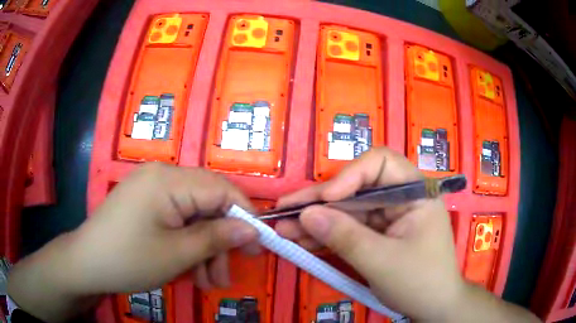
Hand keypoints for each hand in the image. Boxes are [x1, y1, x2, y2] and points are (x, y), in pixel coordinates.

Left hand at [8, 163, 258, 320]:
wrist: (86, 263)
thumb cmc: (128, 259)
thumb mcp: (177, 254)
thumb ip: (217, 238)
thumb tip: (253, 231)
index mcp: (168, 179)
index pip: (222, 189)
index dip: (244, 216)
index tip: (257, 246)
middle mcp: (162, 175)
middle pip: (207, 203)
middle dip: (221, 241)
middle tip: (226, 276)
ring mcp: (152, 188)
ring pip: (194, 215)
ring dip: (205, 248)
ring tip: (208, 282)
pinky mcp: (146, 202)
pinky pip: (177, 218)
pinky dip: (187, 243)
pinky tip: (190, 269)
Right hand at [276, 148, 463, 320]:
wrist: (434, 308)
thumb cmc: (420, 282)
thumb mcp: (382, 262)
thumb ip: (345, 237)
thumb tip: (305, 214)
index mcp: (415, 193)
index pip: (380, 163)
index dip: (350, 175)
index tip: (326, 199)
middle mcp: (400, 199)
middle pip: (355, 190)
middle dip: (319, 202)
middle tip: (283, 211)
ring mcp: (387, 218)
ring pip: (347, 212)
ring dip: (316, 221)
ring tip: (283, 229)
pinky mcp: (377, 236)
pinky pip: (348, 230)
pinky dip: (326, 236)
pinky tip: (302, 240)